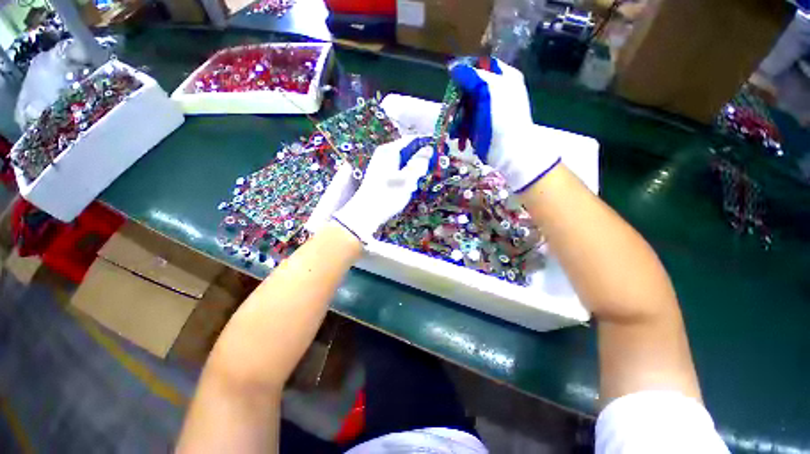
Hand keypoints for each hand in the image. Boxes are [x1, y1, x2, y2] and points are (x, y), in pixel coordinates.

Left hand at [333, 136, 433, 242]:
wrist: (367, 213)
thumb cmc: (388, 195)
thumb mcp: (407, 179)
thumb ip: (419, 162)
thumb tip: (429, 148)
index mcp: (389, 150)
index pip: (411, 139)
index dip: (425, 143)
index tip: (438, 151)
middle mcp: (384, 153)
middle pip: (407, 150)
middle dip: (419, 160)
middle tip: (426, 172)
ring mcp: (380, 164)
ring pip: (403, 162)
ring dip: (412, 170)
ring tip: (415, 184)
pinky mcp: (380, 174)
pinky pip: (397, 170)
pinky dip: (405, 176)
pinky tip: (406, 188)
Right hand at [450, 59, 560, 191]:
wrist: (510, 151)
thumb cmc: (503, 118)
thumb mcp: (488, 90)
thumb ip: (471, 76)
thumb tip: (453, 67)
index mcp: (504, 78)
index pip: (480, 67)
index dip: (466, 74)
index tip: (454, 85)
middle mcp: (496, 92)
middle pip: (470, 89)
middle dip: (459, 102)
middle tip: (453, 111)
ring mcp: (488, 111)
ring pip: (466, 107)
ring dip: (458, 119)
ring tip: (456, 132)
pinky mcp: (482, 127)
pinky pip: (467, 123)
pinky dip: (462, 130)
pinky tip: (460, 138)